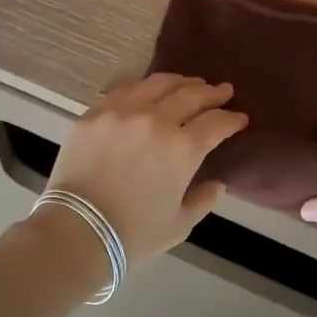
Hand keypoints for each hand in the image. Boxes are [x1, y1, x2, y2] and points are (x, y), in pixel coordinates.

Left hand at [43, 74, 247, 267]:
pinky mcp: (95, 113)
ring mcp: (122, 112)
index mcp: (183, 149)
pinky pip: (124, 90)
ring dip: (180, 81)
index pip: (216, 123)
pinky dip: (144, 87)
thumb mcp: (179, 224)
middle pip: (190, 95)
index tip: (240, 118)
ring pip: (157, 83)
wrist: (77, 232)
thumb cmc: (133, 235)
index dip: (232, 119)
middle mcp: (156, 120)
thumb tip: (216, 184)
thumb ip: (202, 200)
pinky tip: (149, 89)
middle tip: (222, 91)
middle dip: (211, 92)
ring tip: (190, 83)